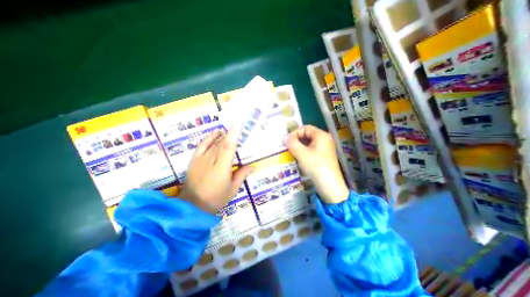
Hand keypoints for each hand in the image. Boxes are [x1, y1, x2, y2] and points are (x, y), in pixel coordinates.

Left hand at [181, 127, 253, 212]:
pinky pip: (202, 144)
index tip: (238, 124)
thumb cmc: (216, 198)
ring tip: (231, 130)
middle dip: (231, 134)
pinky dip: (210, 137)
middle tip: (240, 128)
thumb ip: (242, 175)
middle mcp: (211, 161)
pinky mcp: (194, 159)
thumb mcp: (232, 189)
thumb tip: (253, 166)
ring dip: (223, 136)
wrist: (192, 205)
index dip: (233, 135)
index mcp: (222, 168)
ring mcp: (201, 159)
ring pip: (214, 143)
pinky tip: (217, 132)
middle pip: (222, 143)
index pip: (228, 147)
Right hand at [286, 125, 348, 203]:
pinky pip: (312, 149)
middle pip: (308, 134)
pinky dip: (304, 151)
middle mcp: (325, 139)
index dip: (295, 133)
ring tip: (292, 152)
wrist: (329, 185)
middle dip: (297, 139)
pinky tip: (299, 157)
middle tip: (288, 146)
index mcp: (321, 135)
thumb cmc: (315, 166)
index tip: (287, 141)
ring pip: (309, 142)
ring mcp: (326, 148)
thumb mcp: (301, 153)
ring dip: (300, 146)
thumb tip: (286, 138)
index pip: (305, 128)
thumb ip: (292, 143)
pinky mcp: (324, 156)